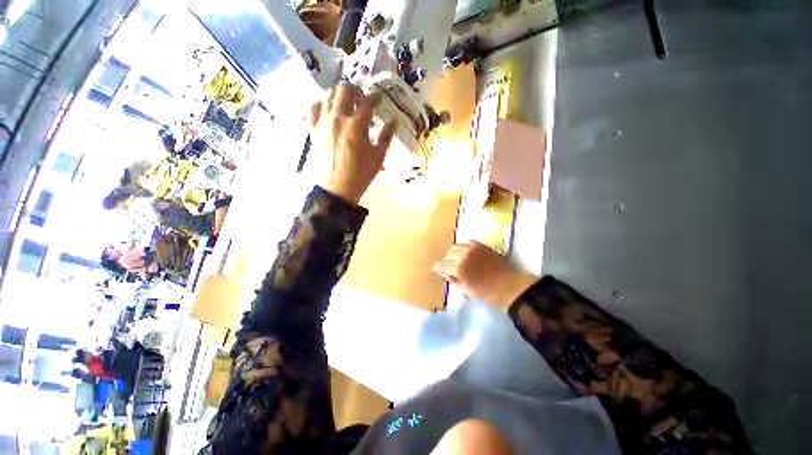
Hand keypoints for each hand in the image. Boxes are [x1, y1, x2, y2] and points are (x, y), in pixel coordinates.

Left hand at [310, 84, 397, 203]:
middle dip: (356, 90)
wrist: (337, 189)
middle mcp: (337, 119)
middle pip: (345, 90)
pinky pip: (313, 107)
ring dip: (340, 95)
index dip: (375, 97)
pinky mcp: (313, 129)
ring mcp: (323, 123)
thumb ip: (386, 137)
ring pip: (328, 95)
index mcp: (356, 126)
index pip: (367, 102)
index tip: (379, 98)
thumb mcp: (378, 157)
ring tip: (347, 104)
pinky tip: (329, 110)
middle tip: (362, 99)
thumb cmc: (360, 174)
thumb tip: (393, 121)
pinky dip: (322, 104)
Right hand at [434, 241, 538, 308]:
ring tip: (458, 260)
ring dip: (454, 253)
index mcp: (458, 268)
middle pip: (448, 254)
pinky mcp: (481, 245)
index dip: (438, 268)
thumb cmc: (486, 292)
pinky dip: (464, 248)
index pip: (441, 264)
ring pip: (456, 246)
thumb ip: (453, 279)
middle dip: (447, 261)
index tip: (437, 270)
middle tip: (450, 268)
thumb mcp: (465, 290)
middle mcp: (463, 255)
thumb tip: (445, 273)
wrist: (508, 286)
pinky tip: (466, 254)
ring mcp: (472, 248)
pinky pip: (467, 242)